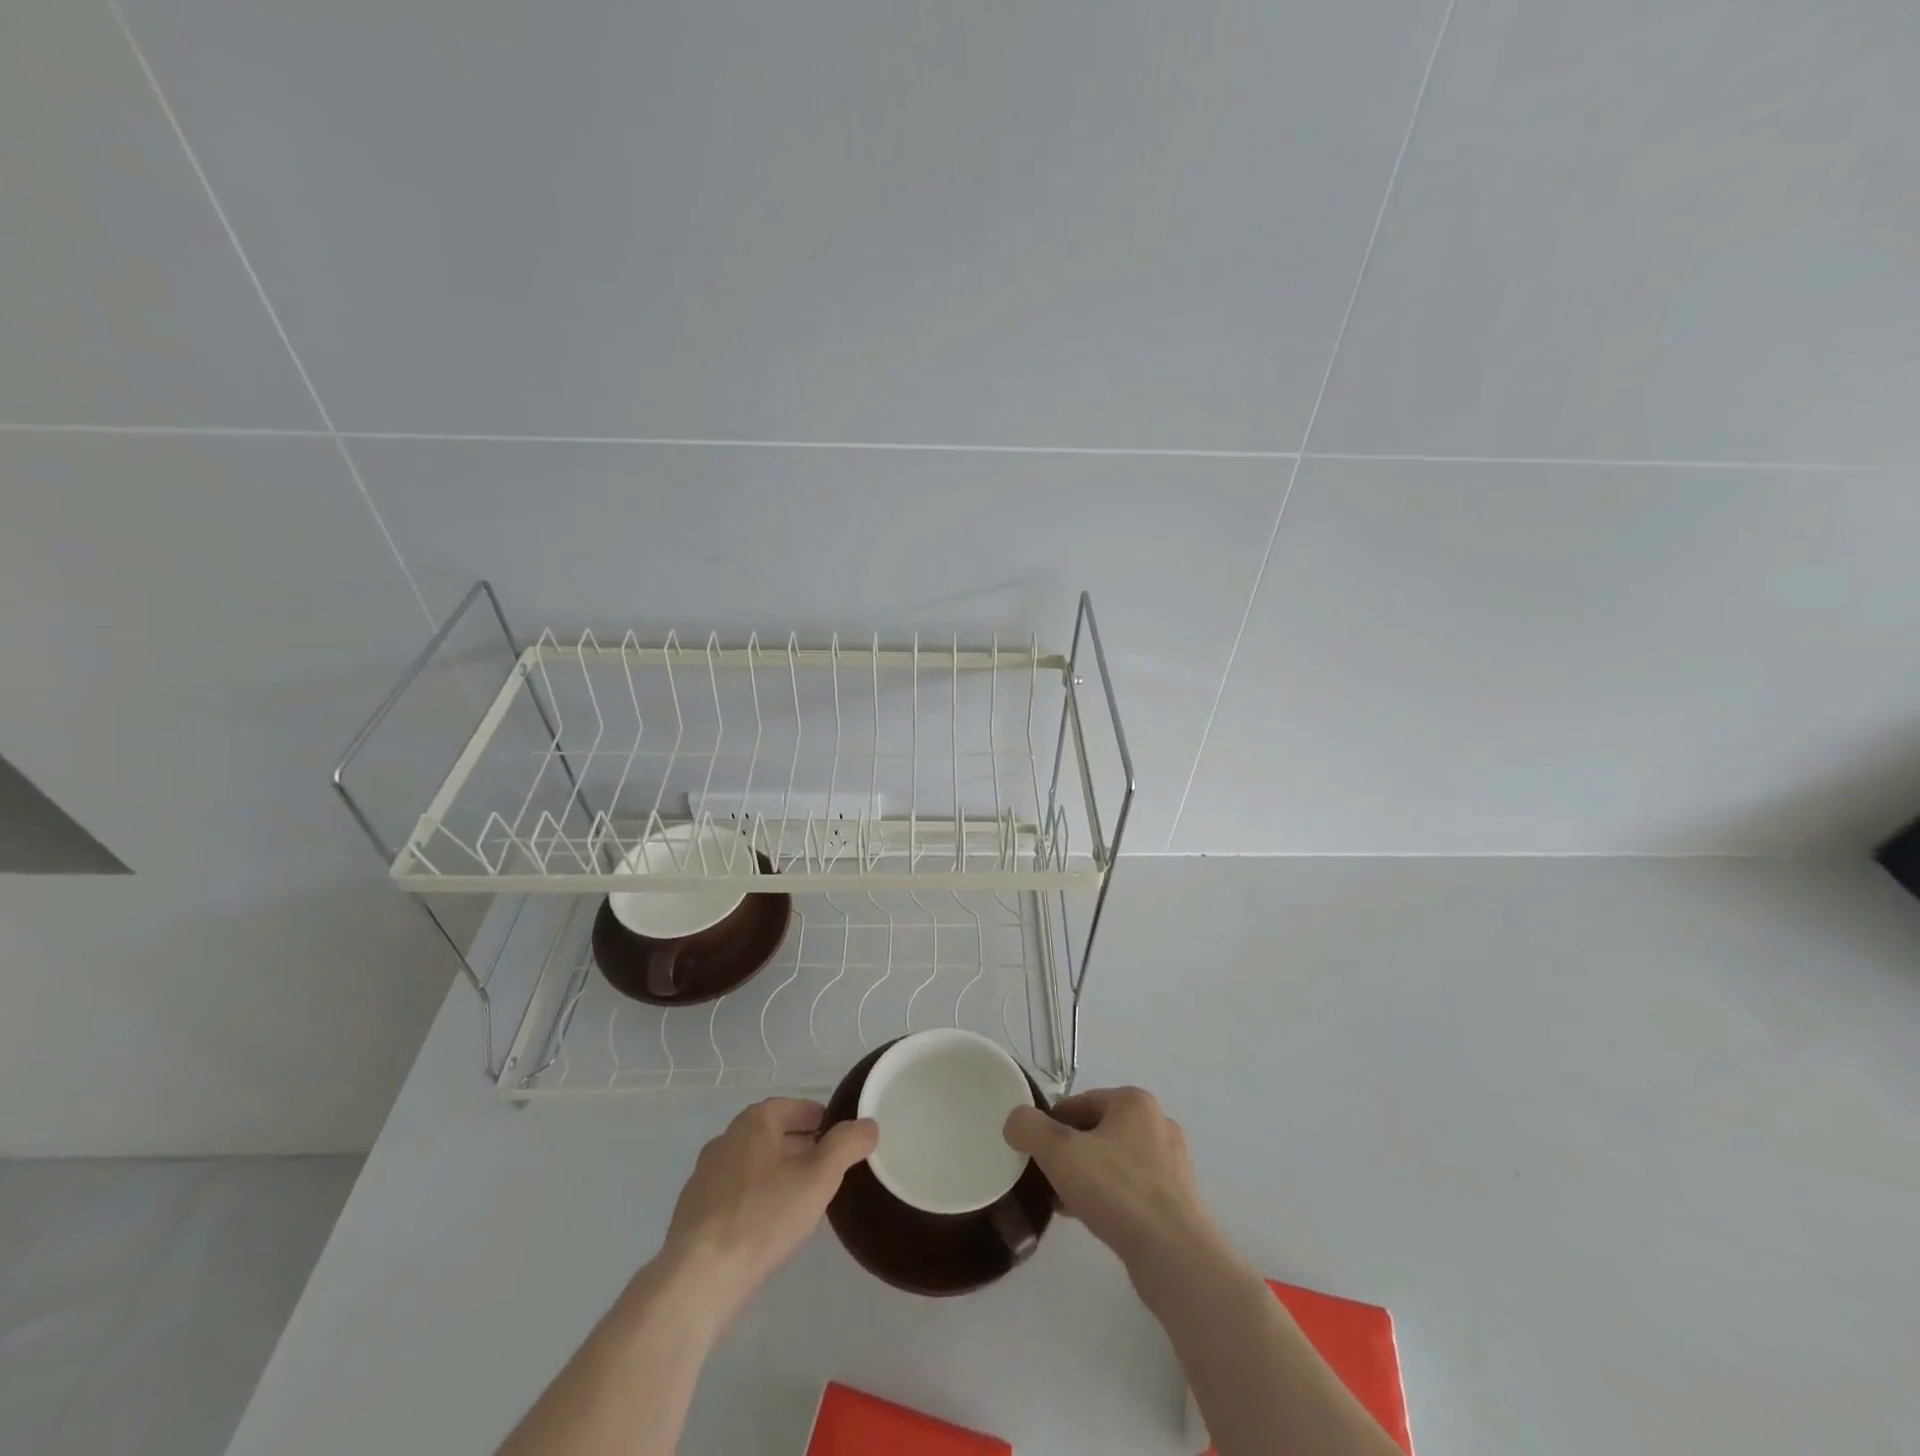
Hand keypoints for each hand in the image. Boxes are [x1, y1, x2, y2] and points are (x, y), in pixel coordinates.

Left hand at [659, 1098, 876, 1326]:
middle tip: (828, 1167)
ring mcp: (704, 1177)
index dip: (818, 1117)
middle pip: (771, 1133)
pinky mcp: (693, 1214)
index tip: (839, 1136)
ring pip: (751, 1165)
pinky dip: (755, 1198)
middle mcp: (725, 1140)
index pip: (792, 1106)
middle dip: (800, 1145)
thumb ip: (847, 1145)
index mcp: (753, 1122)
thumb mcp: (818, 1177)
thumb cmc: (763, 1217)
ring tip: (802, 1197)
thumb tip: (868, 1124)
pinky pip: (733, 1194)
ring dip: (777, 1172)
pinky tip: (767, 1225)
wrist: (698, 1280)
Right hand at [1004, 1086, 1222, 1276]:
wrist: (1175, 1256)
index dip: (1051, 1125)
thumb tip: (1015, 1121)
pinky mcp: (1178, 1200)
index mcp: (1135, 1102)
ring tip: (1066, 1202)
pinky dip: (1110, 1197)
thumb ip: (1030, 1128)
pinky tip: (1093, 1219)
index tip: (1035, 1152)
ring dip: (1089, 1176)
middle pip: (1097, 1131)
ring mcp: (1172, 1164)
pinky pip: (1132, 1188)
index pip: (1080, 1103)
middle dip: (1070, 1152)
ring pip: (1114, 1161)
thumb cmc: (1117, 1190)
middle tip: (1048, 1178)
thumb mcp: (1059, 1153)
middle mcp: (1157, 1124)